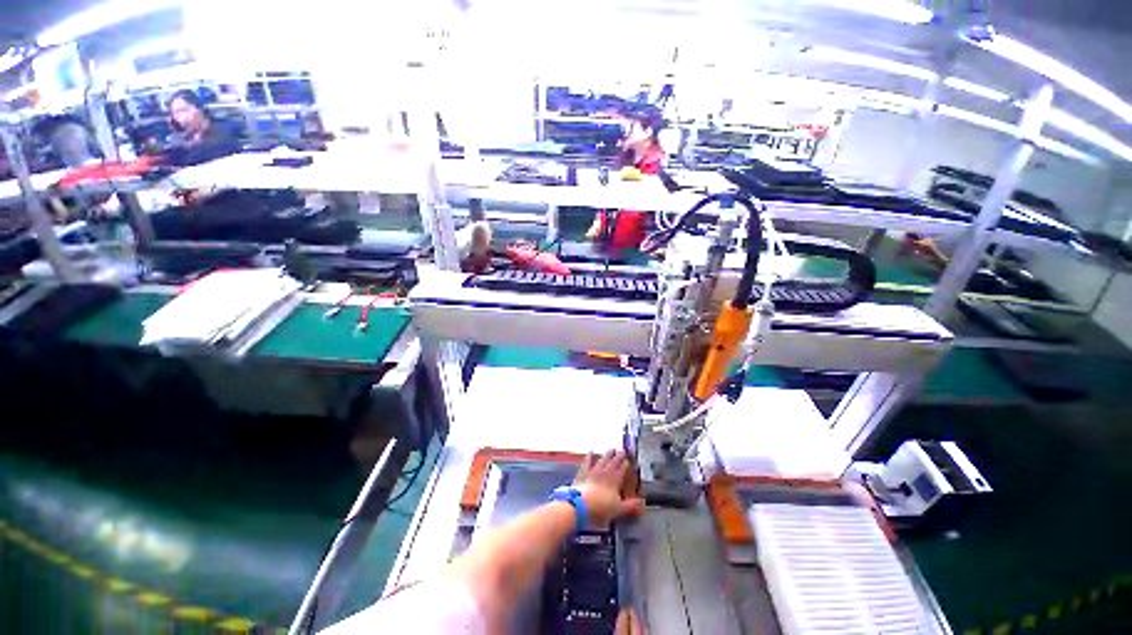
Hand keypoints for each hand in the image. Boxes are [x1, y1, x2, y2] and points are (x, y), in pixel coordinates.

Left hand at [573, 450, 644, 527]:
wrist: (579, 504)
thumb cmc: (601, 507)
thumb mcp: (618, 509)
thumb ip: (630, 505)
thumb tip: (642, 503)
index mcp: (615, 479)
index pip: (622, 469)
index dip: (626, 464)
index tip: (629, 460)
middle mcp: (605, 472)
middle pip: (613, 462)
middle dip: (619, 456)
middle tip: (623, 450)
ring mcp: (593, 470)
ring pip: (602, 459)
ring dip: (607, 454)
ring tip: (611, 449)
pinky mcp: (583, 472)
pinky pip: (587, 461)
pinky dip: (589, 456)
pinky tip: (590, 451)